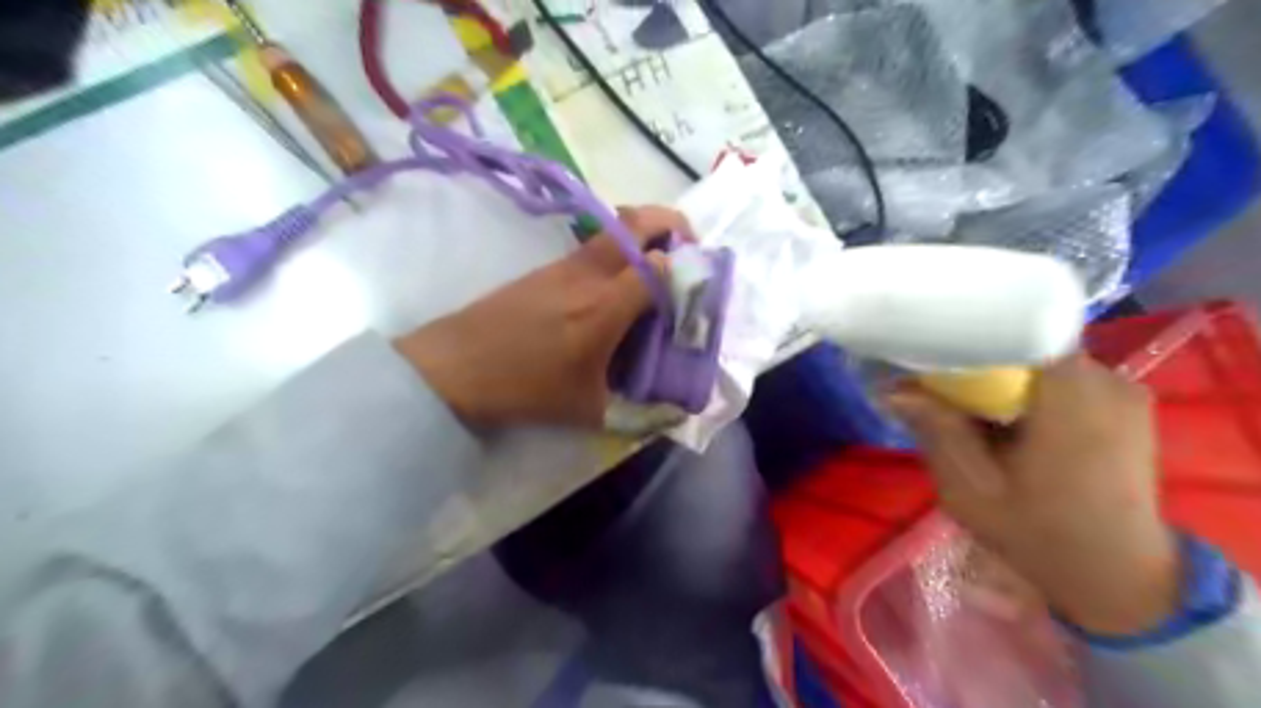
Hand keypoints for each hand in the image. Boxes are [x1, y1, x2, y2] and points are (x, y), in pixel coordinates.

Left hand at [394, 208, 685, 427]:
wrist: (455, 367)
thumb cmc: (525, 389)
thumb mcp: (588, 410)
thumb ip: (639, 413)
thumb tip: (675, 415)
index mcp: (605, 307)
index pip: (660, 266)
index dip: (688, 271)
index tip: (698, 290)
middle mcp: (589, 274)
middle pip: (638, 221)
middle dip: (673, 222)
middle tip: (689, 246)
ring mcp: (564, 265)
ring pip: (614, 226)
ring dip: (645, 232)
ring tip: (658, 264)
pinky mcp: (547, 268)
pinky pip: (593, 245)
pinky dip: (618, 249)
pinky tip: (615, 287)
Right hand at [886, 355, 1182, 635]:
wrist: (1120, 580)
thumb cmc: (1040, 535)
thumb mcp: (970, 488)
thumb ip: (937, 430)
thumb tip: (893, 389)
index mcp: (1074, 397)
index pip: (1015, 330)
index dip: (966, 333)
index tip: (926, 346)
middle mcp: (1108, 380)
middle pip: (1025, 344)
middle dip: (976, 360)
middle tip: (935, 385)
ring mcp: (1122, 391)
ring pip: (1040, 359)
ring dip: (1000, 375)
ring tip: (964, 403)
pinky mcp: (1124, 404)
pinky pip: (1061, 376)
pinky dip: (1025, 387)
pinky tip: (1001, 416)